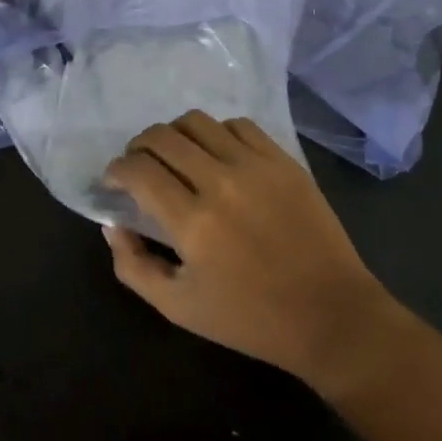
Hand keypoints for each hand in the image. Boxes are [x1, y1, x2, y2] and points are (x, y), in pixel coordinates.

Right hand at [100, 111, 397, 386]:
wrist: (329, 315)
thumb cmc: (249, 318)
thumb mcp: (177, 307)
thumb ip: (133, 266)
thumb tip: (112, 224)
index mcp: (193, 222)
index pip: (138, 170)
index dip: (116, 170)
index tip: (114, 181)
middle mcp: (221, 182)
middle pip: (162, 137)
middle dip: (138, 147)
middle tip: (138, 167)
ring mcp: (257, 165)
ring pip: (198, 122)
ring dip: (174, 135)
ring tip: (175, 157)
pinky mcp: (284, 160)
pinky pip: (239, 125)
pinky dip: (216, 133)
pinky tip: (217, 155)